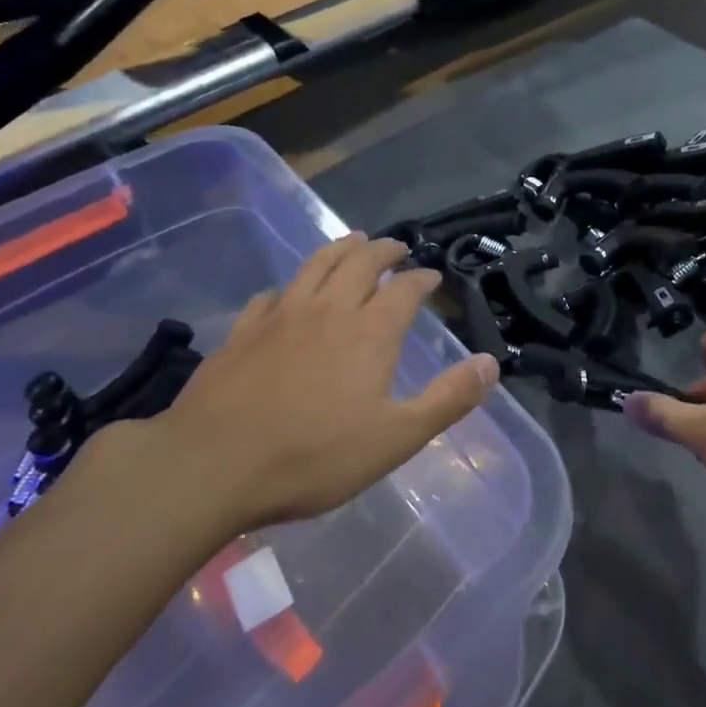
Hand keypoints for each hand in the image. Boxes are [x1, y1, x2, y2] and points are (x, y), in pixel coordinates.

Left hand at [124, 234, 498, 541]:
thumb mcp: (396, 438)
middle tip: (396, 248)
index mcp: (369, 332)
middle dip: (383, 249)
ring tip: (352, 241)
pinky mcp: (242, 331)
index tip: (430, 276)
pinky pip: (272, 295)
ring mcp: (281, 316)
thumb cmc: (313, 457)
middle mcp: (329, 310)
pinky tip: (287, 294)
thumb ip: (447, 399)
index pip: (404, 288)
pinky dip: (289, 287)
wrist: (213, 465)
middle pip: (360, 262)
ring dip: (339, 248)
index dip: (420, 278)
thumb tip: (492, 363)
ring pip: (316, 265)